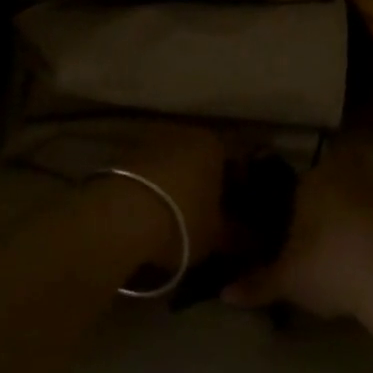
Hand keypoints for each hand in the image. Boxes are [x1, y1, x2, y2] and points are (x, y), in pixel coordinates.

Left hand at [118, 124, 230, 263]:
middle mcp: (183, 132)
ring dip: (176, 186)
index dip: (238, 189)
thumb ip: (239, 236)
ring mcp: (149, 141)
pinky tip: (151, 215)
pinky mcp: (122, 157)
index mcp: (213, 143)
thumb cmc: (181, 220)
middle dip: (205, 184)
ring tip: (177, 218)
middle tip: (208, 216)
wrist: (119, 218)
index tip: (237, 213)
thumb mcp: (217, 235)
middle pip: (201, 160)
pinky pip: (147, 174)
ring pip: (172, 165)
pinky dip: (152, 190)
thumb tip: (254, 239)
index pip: (234, 162)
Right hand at [222, 148, 372, 319]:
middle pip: (339, 179)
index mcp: (314, 182)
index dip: (301, 204)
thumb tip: (223, 295)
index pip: (302, 183)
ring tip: (361, 252)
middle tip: (330, 237)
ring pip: (371, 193)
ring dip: (367, 214)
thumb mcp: (289, 280)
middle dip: (336, 200)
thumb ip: (257, 284)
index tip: (301, 231)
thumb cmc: (332, 267)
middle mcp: (350, 174)